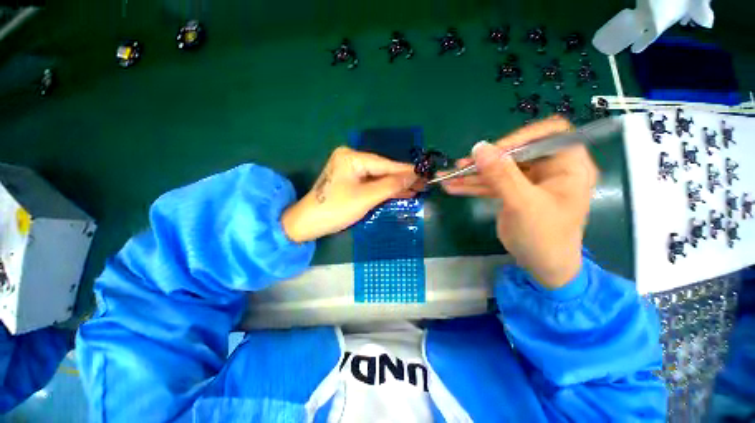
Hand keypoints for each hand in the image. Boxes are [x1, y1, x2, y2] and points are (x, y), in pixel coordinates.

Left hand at [281, 146, 417, 242]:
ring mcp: (350, 170)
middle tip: (424, 184)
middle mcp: (351, 159)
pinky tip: (401, 193)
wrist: (308, 224)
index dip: (406, 171)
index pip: (385, 164)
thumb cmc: (336, 209)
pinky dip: (384, 190)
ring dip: (396, 185)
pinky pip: (371, 184)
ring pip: (378, 178)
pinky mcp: (350, 181)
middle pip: (383, 170)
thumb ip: (390, 186)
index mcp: (352, 157)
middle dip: (402, 179)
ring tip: (417, 190)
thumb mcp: (366, 197)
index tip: (426, 173)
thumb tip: (413, 177)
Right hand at [442, 117, 597, 288]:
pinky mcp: (514, 193)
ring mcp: (529, 182)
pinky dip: (473, 186)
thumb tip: (479, 148)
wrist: (542, 267)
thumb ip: (501, 175)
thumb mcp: (522, 204)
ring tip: (448, 178)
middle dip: (486, 160)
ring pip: (499, 170)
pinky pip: (492, 184)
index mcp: (568, 165)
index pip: (549, 134)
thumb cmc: (544, 237)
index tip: (493, 149)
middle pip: (516, 152)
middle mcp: (550, 169)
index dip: (521, 136)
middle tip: (461, 165)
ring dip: (473, 174)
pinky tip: (453, 187)